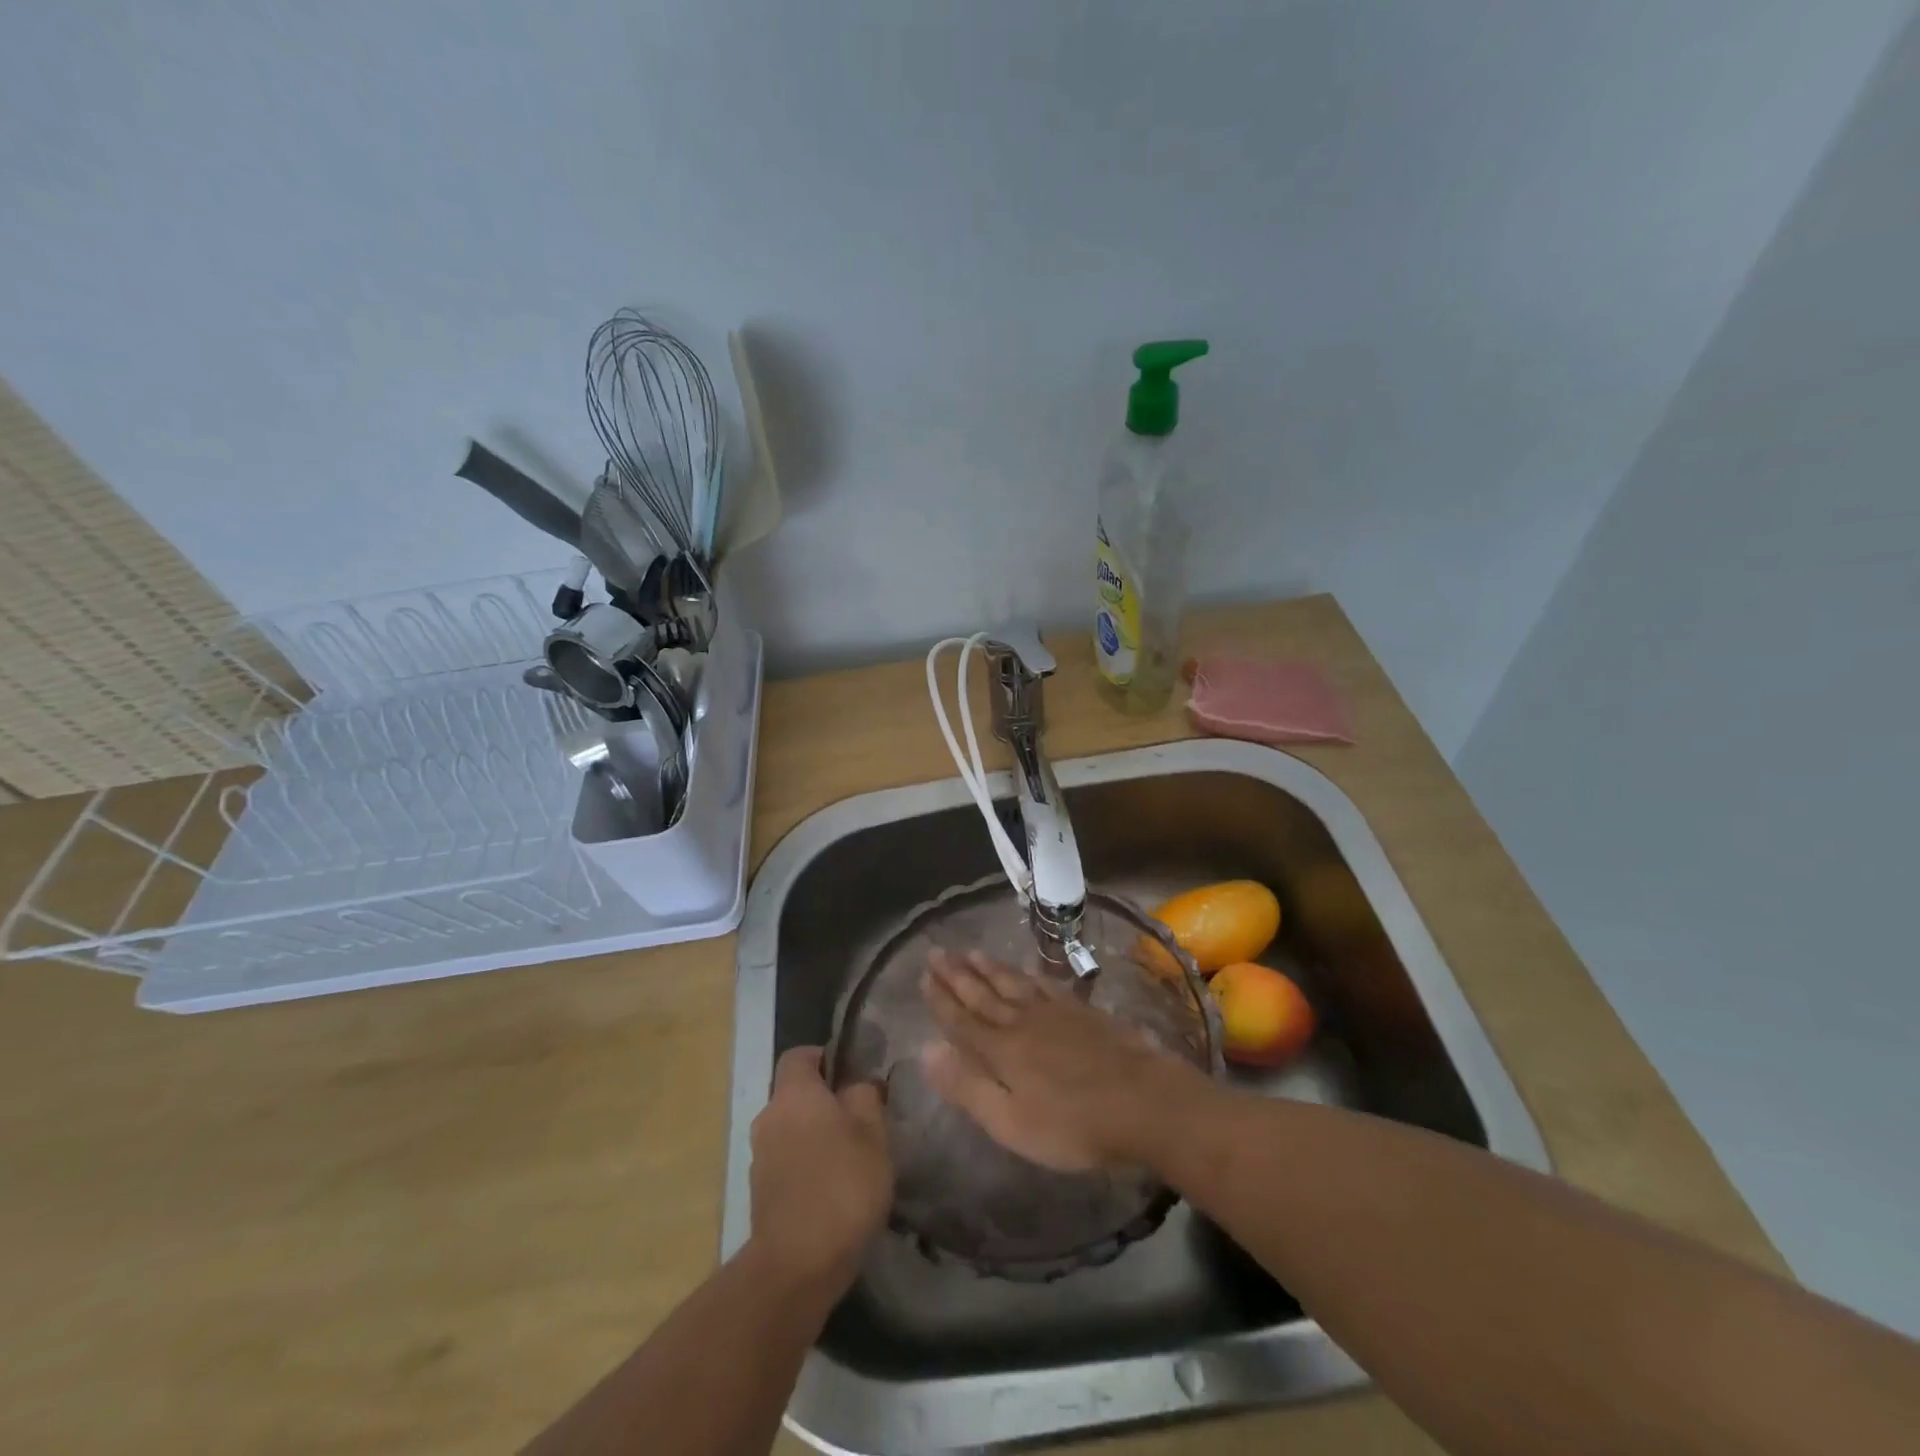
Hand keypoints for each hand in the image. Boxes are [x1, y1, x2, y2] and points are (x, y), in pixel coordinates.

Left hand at [748, 1047, 892, 1291]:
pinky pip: (787, 1162)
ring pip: (792, 1129)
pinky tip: (835, 1190)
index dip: (826, 1057)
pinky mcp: (760, 1193)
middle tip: (863, 1119)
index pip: (800, 1055)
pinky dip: (807, 1167)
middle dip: (826, 1102)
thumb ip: (865, 1096)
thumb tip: (858, 1084)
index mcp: (793, 1094)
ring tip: (853, 1159)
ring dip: (817, 1136)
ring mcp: (760, 1157)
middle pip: (796, 1094)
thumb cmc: (841, 1185)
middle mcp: (769, 1117)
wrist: (796, 1266)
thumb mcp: (873, 1132)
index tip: (854, 1075)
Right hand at [920, 950, 1204, 1170]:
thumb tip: (926, 1050)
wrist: (1143, 1102)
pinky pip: (1045, 984)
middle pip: (983, 994)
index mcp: (1000, 1051)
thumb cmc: (1073, 1125)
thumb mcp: (1011, 1122)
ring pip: (1012, 983)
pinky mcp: (1082, 1011)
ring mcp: (1055, 1013)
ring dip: (989, 968)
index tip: (923, 975)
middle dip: (957, 974)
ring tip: (971, 952)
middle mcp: (1022, 1021)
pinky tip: (1025, 968)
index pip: (961, 1019)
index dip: (940, 999)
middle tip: (936, 951)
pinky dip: (1029, 974)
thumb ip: (968, 1086)